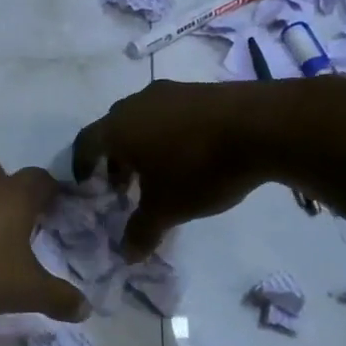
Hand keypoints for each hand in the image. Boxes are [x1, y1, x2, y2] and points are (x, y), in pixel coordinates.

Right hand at [73, 80, 273, 258]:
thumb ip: (141, 232)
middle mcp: (138, 103)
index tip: (89, 186)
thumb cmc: (199, 168)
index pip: (85, 143)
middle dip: (115, 158)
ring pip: (145, 120)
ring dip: (144, 146)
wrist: (263, 126)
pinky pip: (173, 114)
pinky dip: (171, 135)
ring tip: (161, 173)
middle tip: (126, 186)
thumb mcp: (167, 209)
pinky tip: (192, 156)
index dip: (82, 166)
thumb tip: (127, 255)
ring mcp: (172, 92)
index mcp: (118, 128)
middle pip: (114, 129)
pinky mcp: (202, 90)